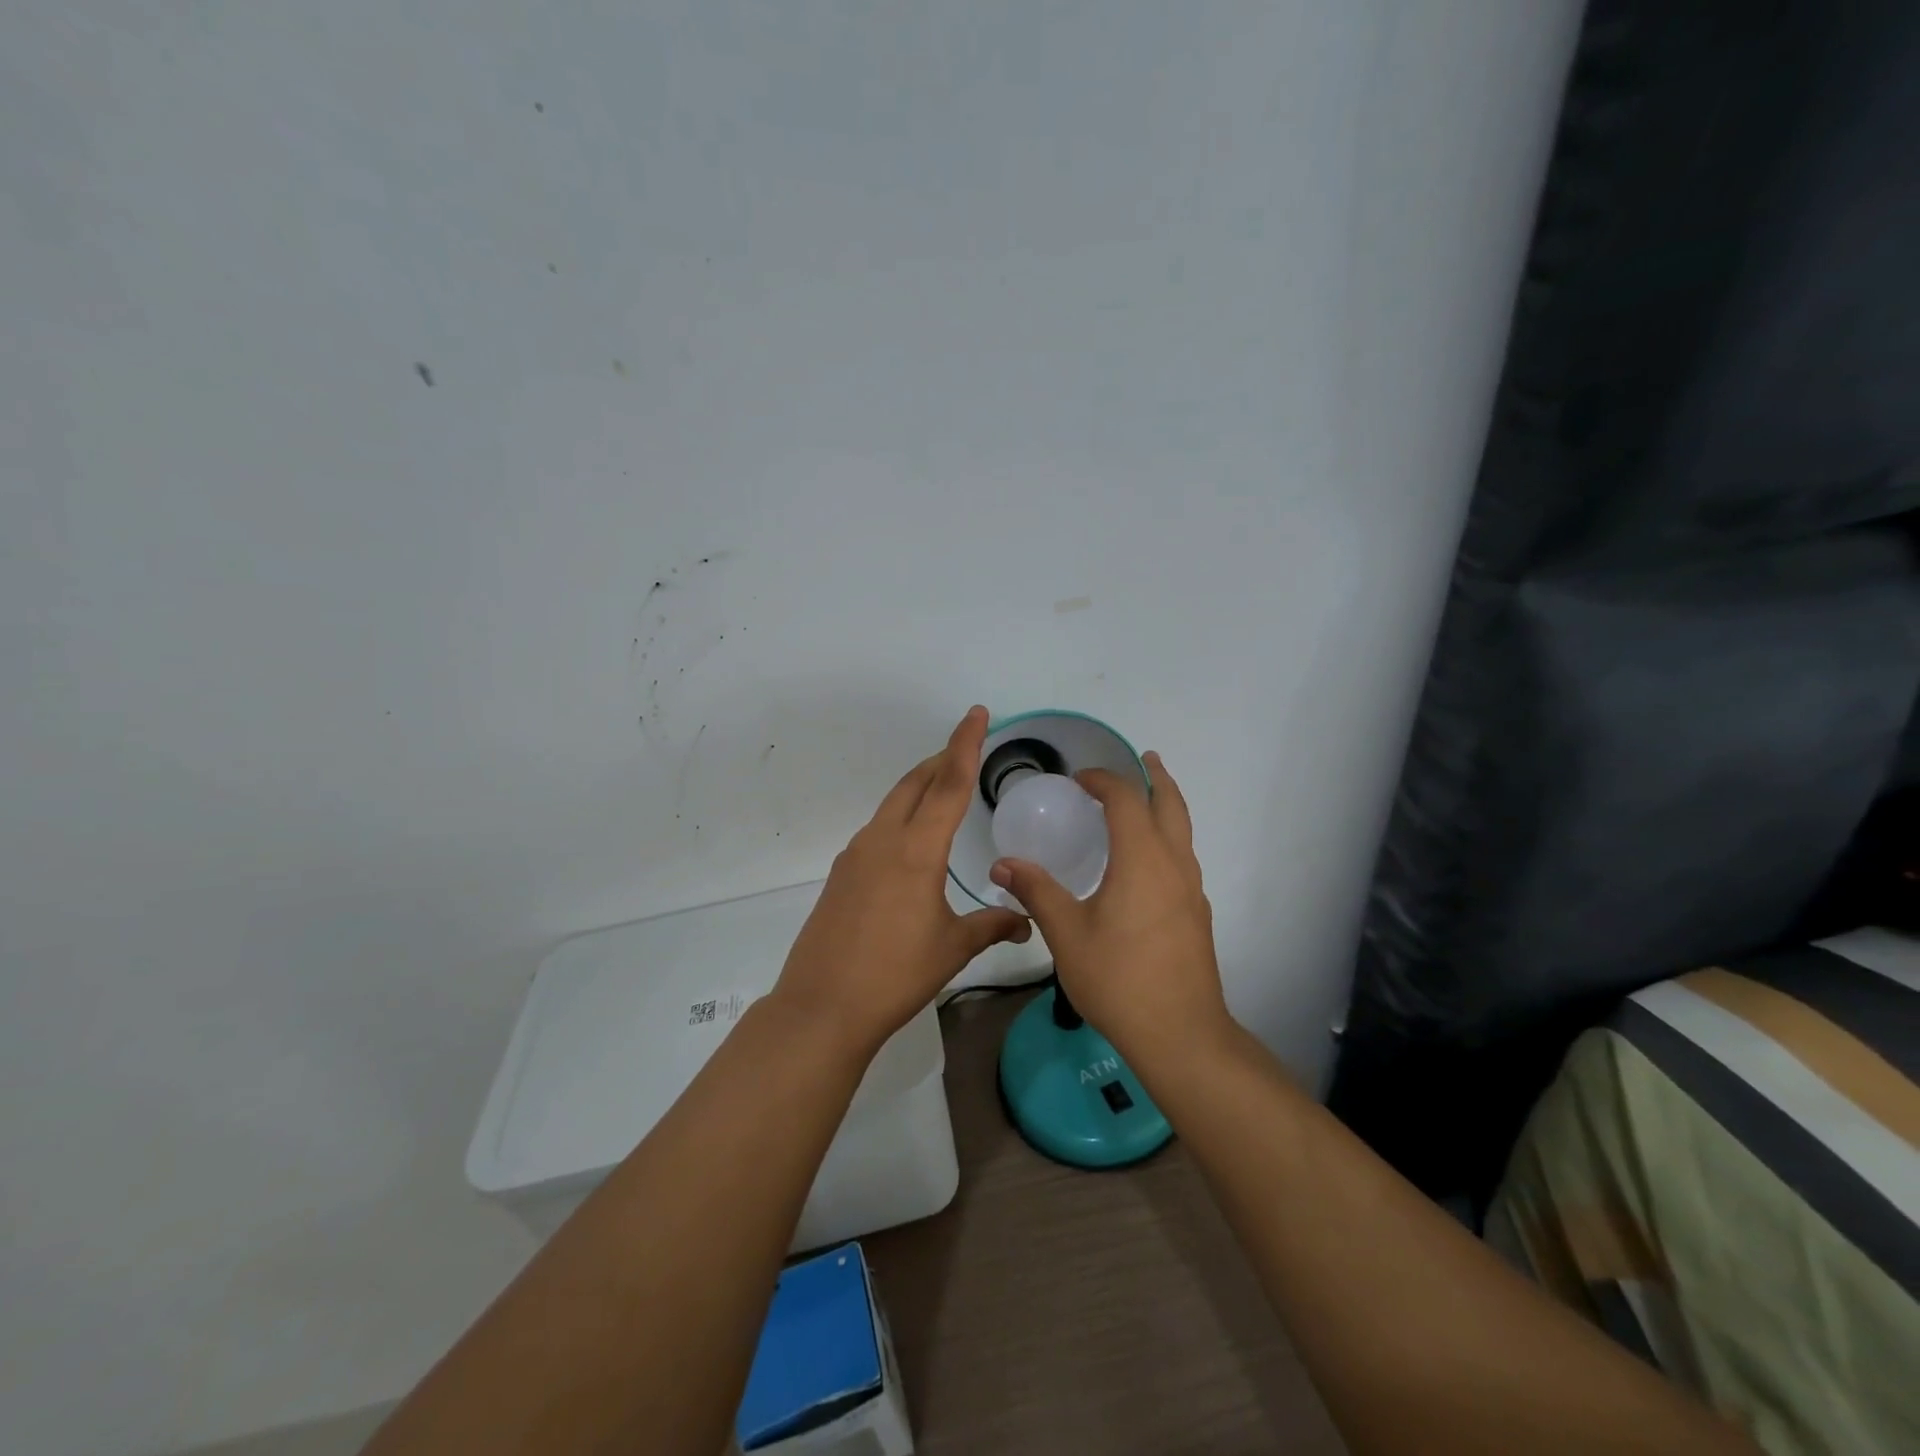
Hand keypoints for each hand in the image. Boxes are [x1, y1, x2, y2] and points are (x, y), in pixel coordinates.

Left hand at [772, 706, 1031, 1057]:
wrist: (822, 1005)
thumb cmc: (895, 974)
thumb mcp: (952, 948)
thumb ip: (992, 926)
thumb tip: (1026, 922)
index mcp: (916, 849)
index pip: (949, 784)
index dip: (966, 745)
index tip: (976, 713)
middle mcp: (883, 840)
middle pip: (915, 784)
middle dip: (941, 760)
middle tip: (965, 749)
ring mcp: (856, 854)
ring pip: (892, 804)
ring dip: (919, 788)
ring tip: (942, 791)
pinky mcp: (841, 873)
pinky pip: (877, 830)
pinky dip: (900, 818)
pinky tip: (911, 842)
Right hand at [989, 752, 1230, 1075]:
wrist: (1180, 1034)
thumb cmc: (1118, 978)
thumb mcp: (1066, 933)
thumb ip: (1036, 891)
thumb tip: (1002, 864)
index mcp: (1142, 859)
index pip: (1126, 800)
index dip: (1103, 781)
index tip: (1078, 780)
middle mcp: (1174, 864)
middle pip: (1172, 805)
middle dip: (1156, 778)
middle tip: (1144, 759)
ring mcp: (1192, 890)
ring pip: (1184, 831)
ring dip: (1166, 807)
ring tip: (1145, 801)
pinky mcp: (1197, 914)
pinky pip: (1184, 858)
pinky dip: (1168, 838)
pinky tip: (1146, 862)